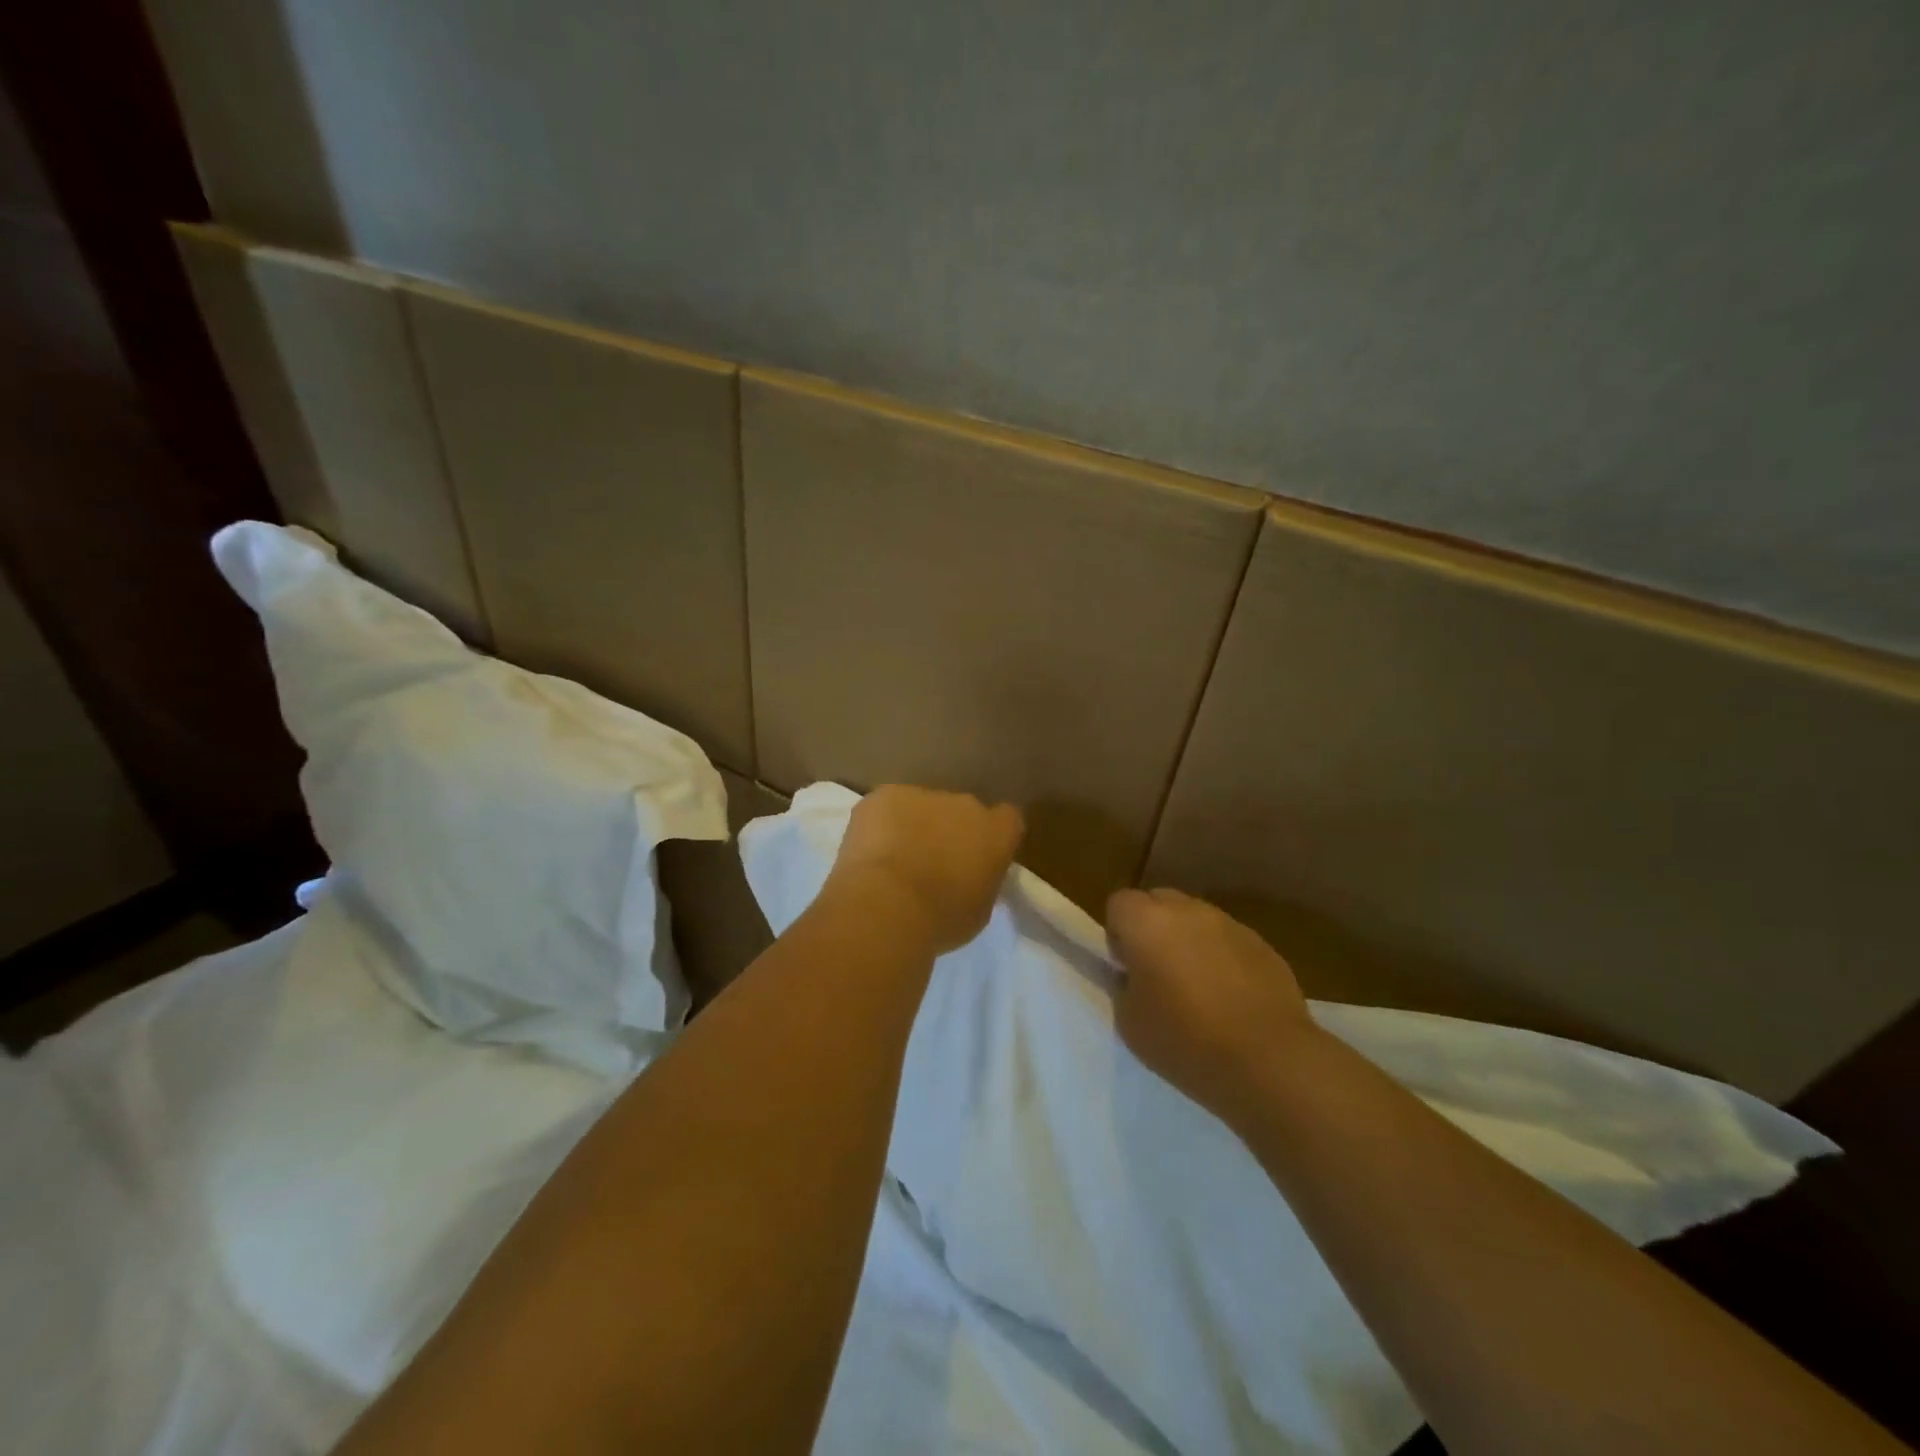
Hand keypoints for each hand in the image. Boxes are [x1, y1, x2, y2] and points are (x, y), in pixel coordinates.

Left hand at [827, 786, 1025, 953]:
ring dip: (914, 825)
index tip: (979, 856)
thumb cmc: (942, 918)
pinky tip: (869, 851)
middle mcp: (966, 804)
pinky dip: (880, 823)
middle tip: (932, 863)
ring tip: (894, 860)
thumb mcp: (979, 911)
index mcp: (997, 832)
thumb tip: (972, 877)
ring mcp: (924, 795)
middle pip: (962, 811)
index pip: (1007, 819)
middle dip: (950, 830)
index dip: (992, 836)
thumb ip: (981, 882)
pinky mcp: (887, 795)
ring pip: (922, 806)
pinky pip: (887, 805)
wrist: (888, 904)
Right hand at [1106, 888, 1314, 1124]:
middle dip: (1153, 928)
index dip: (1118, 932)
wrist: (1268, 1060)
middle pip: (1158, 901)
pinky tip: (1232, 999)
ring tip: (1199, 988)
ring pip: (1196, 920)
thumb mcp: (1130, 1022)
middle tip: (1158, 973)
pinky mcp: (1262, 944)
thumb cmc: (1186, 1041)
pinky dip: (1222, 958)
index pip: (1119, 903)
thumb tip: (1134, 975)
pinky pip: (1228, 941)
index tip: (1126, 968)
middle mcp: (1187, 911)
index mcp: (1147, 923)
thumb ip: (1124, 986)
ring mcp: (1229, 924)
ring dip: (1189, 942)